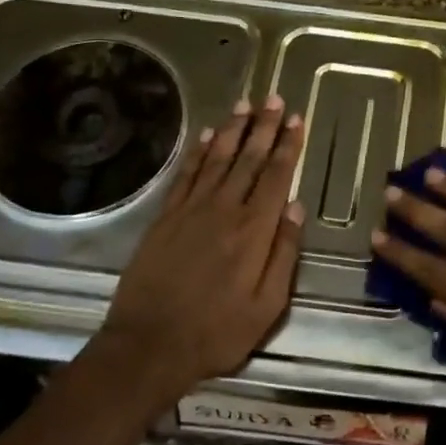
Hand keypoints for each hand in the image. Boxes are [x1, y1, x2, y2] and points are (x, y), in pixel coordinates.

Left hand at [102, 96, 305, 401]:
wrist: (149, 346)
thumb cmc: (217, 332)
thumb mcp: (268, 305)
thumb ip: (284, 254)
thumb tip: (296, 208)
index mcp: (254, 231)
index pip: (276, 176)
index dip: (287, 146)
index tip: (296, 119)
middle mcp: (224, 210)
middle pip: (248, 159)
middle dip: (264, 127)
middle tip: (275, 98)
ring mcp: (190, 211)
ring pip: (217, 159)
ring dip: (234, 130)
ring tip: (246, 104)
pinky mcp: (165, 219)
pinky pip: (185, 176)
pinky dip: (198, 153)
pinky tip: (208, 136)